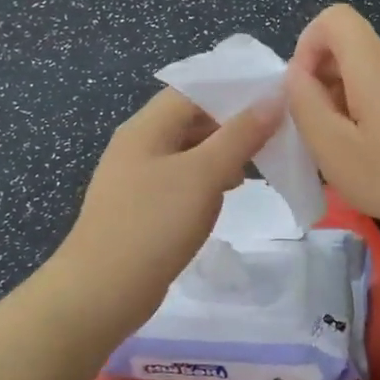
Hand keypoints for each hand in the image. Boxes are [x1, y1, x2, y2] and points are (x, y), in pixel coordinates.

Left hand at [58, 89, 281, 336]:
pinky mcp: (143, 207)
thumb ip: (240, 135)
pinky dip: (209, 178)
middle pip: (191, 119)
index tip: (275, 98)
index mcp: (146, 127)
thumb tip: (273, 97)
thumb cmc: (154, 224)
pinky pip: (182, 179)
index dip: (234, 89)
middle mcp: (138, 145)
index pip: (193, 90)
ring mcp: (137, 178)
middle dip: (233, 123)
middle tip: (276, 131)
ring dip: (223, 152)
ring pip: (189, 151)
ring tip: (262, 160)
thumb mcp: (204, 175)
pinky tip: (230, 192)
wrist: (102, 291)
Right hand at [285, 4, 379, 242]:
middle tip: (322, 134)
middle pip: (349, 49)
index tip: (303, 92)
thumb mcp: (335, 150)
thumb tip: (296, 75)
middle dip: (323, 83)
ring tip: (351, 151)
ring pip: (369, 74)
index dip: (307, 45)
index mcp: (372, 62)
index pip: (333, 18)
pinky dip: (373, 113)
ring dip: (347, 104)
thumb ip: (306, 106)